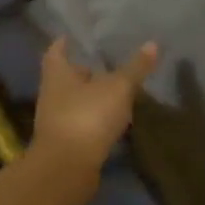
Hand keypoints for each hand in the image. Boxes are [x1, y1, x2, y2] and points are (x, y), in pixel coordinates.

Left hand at [31, 37, 158, 173]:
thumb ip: (135, 68)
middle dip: (83, 71)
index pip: (56, 51)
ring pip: (74, 101)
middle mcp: (52, 95)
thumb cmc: (87, 116)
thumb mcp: (118, 87)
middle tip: (104, 63)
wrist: (68, 168)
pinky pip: (82, 123)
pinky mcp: (67, 144)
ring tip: (115, 90)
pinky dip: (95, 119)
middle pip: (65, 77)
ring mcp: (57, 121)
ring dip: (91, 97)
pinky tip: (113, 119)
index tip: (74, 36)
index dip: (64, 43)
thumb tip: (153, 44)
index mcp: (57, 74)